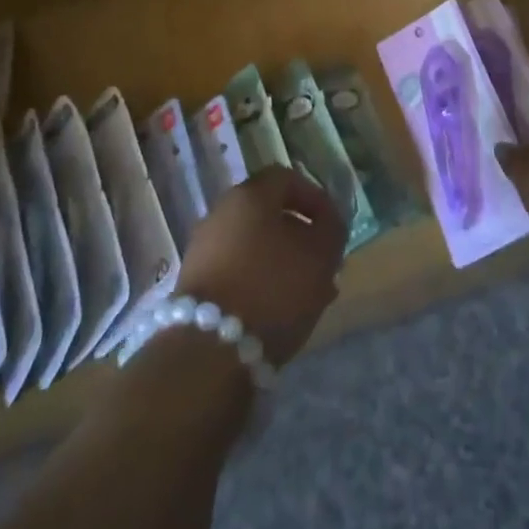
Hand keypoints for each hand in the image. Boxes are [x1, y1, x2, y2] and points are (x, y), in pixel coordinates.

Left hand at [176, 167, 346, 364]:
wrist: (210, 350)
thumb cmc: (273, 288)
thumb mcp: (320, 256)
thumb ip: (331, 230)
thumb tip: (328, 220)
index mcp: (249, 195)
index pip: (287, 178)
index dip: (315, 197)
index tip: (333, 225)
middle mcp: (221, 212)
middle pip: (268, 212)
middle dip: (300, 234)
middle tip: (323, 261)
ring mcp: (204, 247)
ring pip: (254, 243)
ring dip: (282, 260)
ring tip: (308, 291)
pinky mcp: (196, 281)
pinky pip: (237, 268)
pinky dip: (260, 279)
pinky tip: (279, 308)